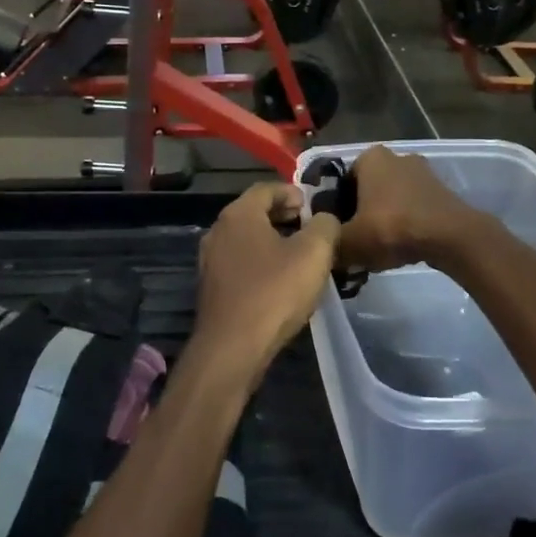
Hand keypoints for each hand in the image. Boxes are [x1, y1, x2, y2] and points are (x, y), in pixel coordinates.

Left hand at [194, 183, 340, 371]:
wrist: (233, 348)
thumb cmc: (274, 292)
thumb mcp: (314, 253)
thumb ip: (325, 226)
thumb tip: (324, 219)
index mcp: (239, 214)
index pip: (266, 188)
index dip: (293, 193)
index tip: (313, 207)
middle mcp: (218, 231)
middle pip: (254, 212)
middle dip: (284, 216)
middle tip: (311, 229)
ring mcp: (210, 261)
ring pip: (247, 239)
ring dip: (273, 241)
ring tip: (301, 256)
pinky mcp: (212, 287)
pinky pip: (240, 263)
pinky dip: (261, 262)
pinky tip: (280, 281)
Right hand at [336, 147, 484, 273]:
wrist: (450, 237)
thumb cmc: (393, 227)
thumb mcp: (348, 241)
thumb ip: (329, 243)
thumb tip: (322, 248)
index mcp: (369, 157)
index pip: (340, 182)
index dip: (336, 209)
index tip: (336, 233)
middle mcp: (396, 156)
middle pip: (367, 190)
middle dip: (360, 214)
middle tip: (356, 242)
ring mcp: (423, 172)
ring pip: (391, 200)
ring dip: (383, 221)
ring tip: (379, 250)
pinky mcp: (441, 191)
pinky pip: (412, 208)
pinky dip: (405, 224)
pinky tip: (403, 247)